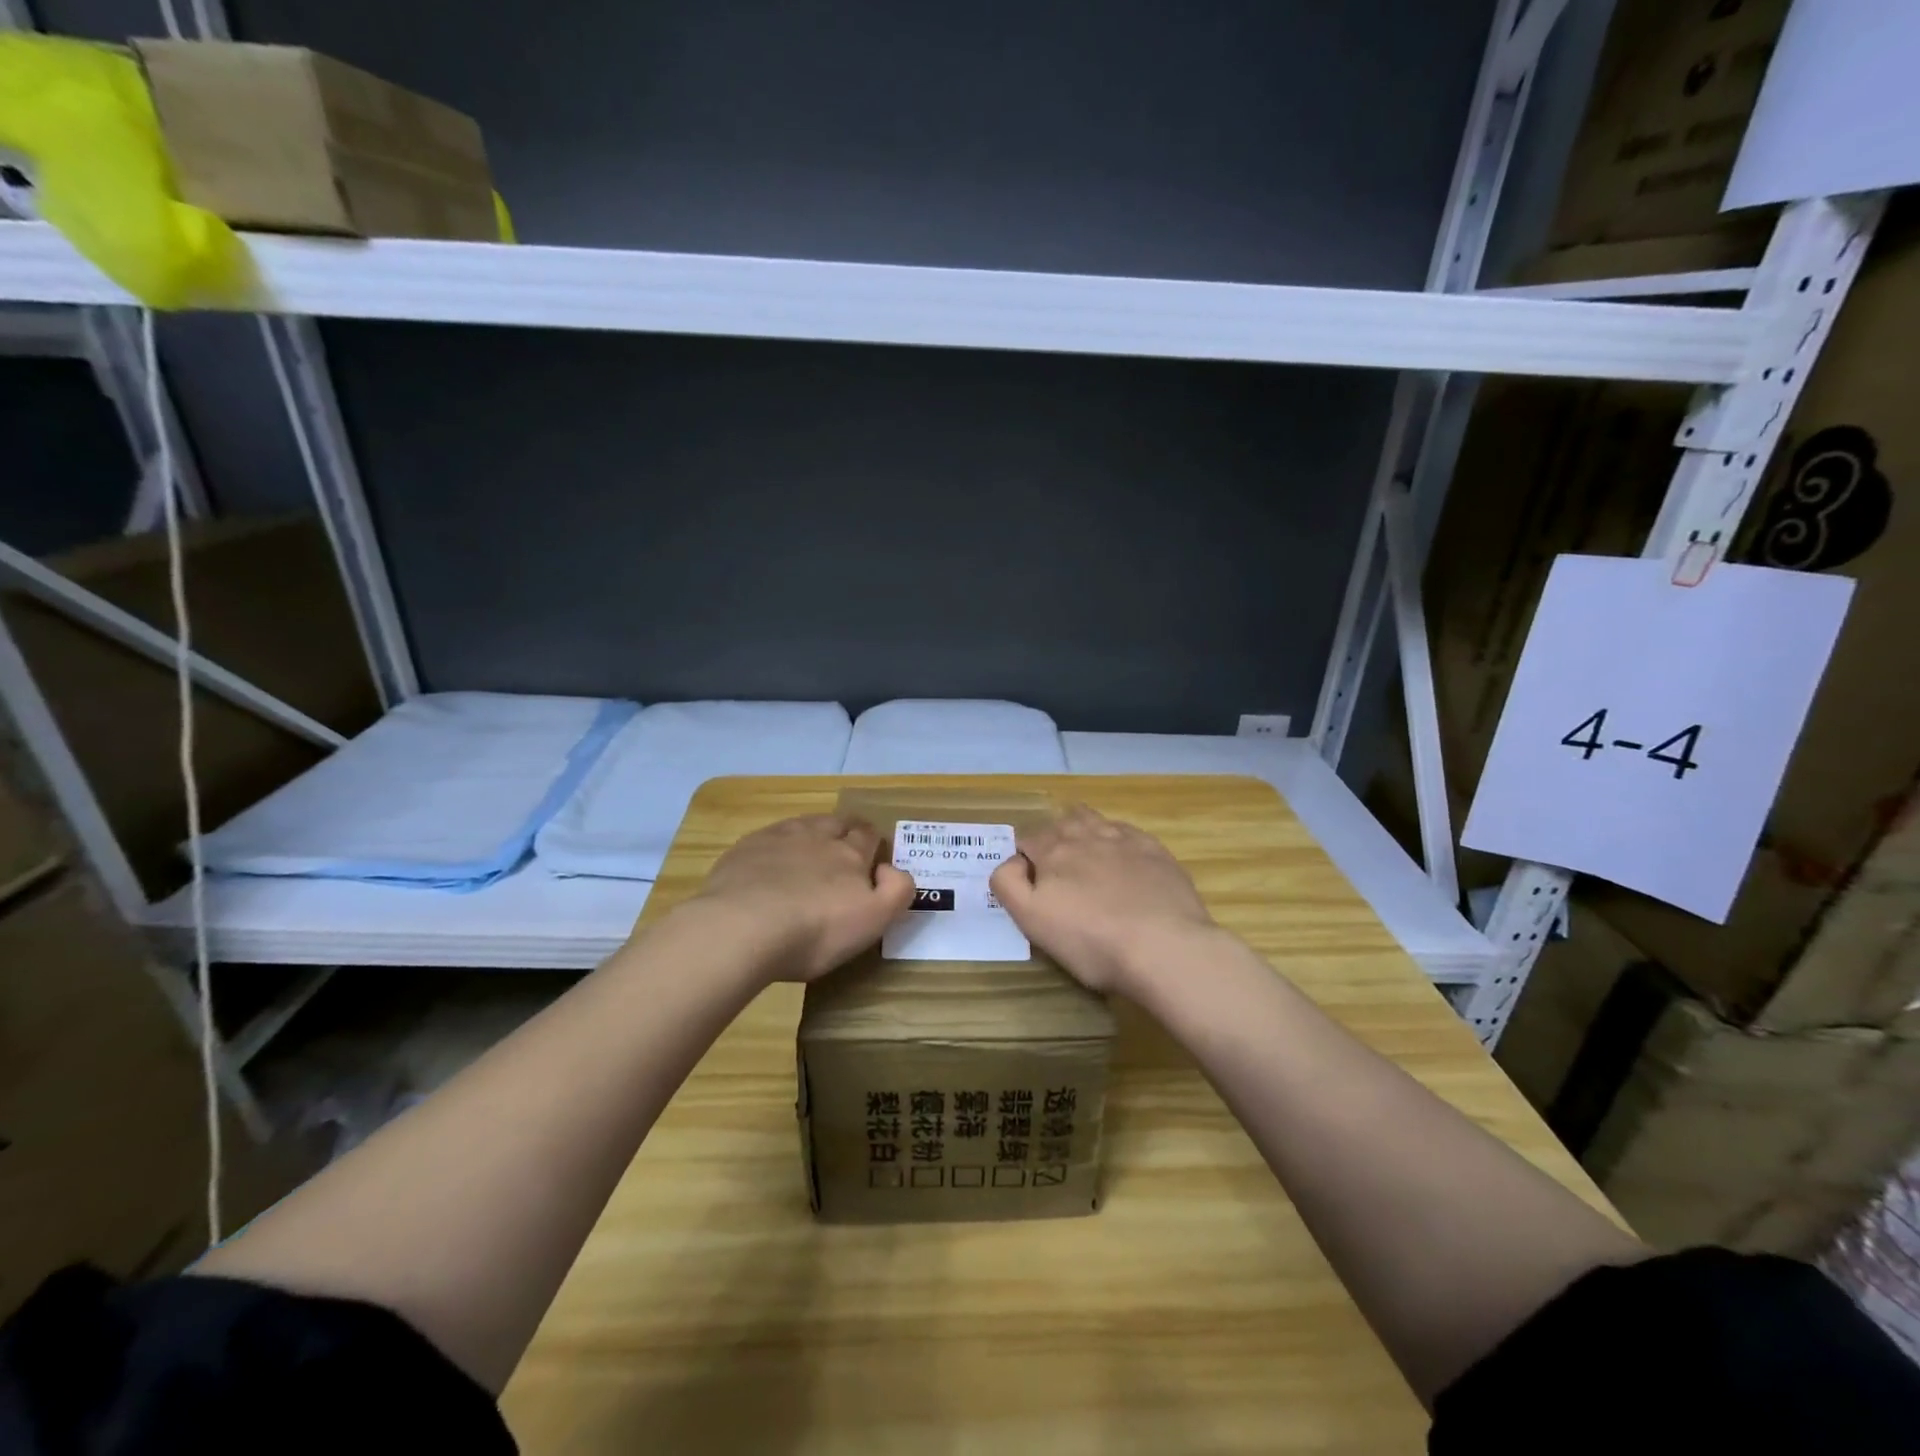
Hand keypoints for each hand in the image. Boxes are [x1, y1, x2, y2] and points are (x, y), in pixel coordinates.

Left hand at [684, 815, 915, 981]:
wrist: (743, 927)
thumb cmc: (816, 931)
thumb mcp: (873, 920)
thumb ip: (896, 891)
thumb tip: (891, 869)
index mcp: (851, 854)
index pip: (868, 836)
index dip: (873, 841)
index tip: (873, 855)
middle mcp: (818, 837)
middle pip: (838, 822)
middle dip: (846, 829)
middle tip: (845, 846)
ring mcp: (779, 839)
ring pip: (804, 823)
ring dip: (813, 831)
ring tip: (811, 847)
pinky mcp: (745, 849)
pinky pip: (769, 836)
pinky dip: (777, 843)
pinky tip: (771, 861)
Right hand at [990, 806, 1217, 996]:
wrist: (1165, 947)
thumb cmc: (1091, 941)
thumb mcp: (1032, 920)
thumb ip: (1008, 884)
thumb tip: (1012, 861)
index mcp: (1053, 851)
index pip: (1027, 839)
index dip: (1023, 858)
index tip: (1029, 883)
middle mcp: (1086, 835)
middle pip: (1062, 822)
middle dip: (1053, 838)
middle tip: (1057, 870)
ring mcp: (1125, 840)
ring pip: (1095, 820)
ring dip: (1085, 831)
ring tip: (1087, 857)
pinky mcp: (1156, 852)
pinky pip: (1128, 833)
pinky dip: (1118, 841)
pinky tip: (1123, 862)